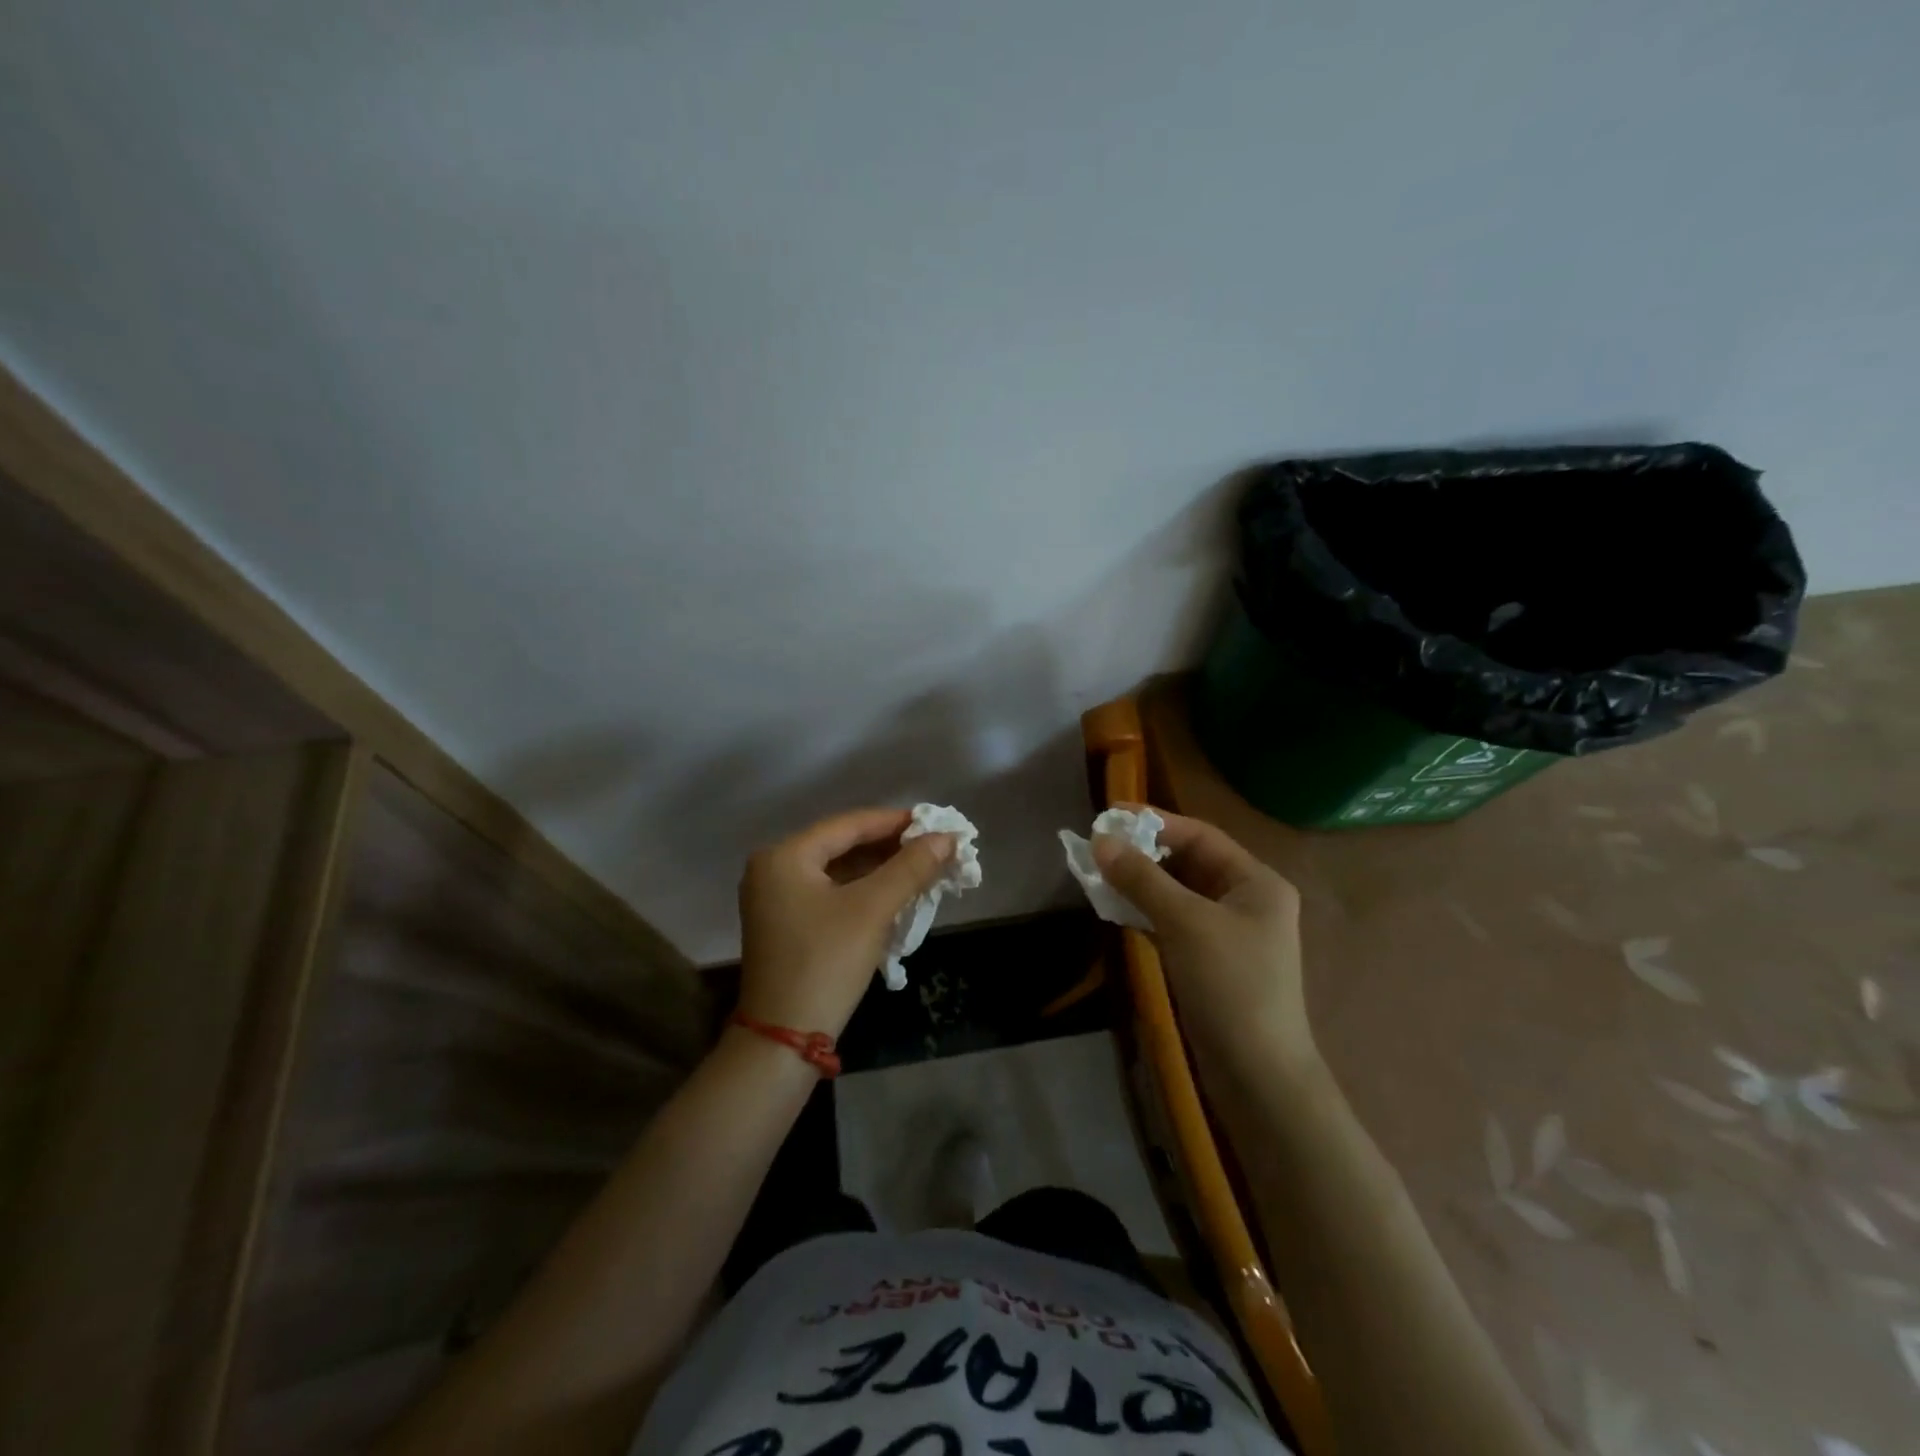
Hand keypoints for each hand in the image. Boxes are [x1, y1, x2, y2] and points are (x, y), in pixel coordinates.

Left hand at [737, 808, 955, 1037]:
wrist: (784, 1039)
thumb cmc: (826, 962)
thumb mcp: (872, 910)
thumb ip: (910, 868)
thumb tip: (947, 838)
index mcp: (784, 856)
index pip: (849, 824)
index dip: (895, 822)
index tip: (936, 821)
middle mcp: (774, 869)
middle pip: (843, 845)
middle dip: (891, 848)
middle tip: (935, 847)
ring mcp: (777, 898)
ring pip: (839, 871)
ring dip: (880, 870)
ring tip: (924, 868)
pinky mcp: (787, 924)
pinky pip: (831, 893)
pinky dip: (863, 892)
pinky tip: (896, 894)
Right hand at [1093, 808, 1315, 1072]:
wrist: (1257, 1074)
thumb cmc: (1230, 985)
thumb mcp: (1184, 923)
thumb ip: (1142, 878)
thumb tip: (1100, 840)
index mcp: (1256, 881)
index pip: (1200, 836)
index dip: (1155, 822)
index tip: (1109, 815)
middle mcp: (1247, 899)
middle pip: (1189, 862)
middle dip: (1144, 853)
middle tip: (1099, 846)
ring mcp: (1229, 932)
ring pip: (1178, 892)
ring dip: (1141, 882)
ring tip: (1099, 873)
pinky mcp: (1211, 960)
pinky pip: (1174, 920)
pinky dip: (1146, 910)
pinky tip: (1116, 907)